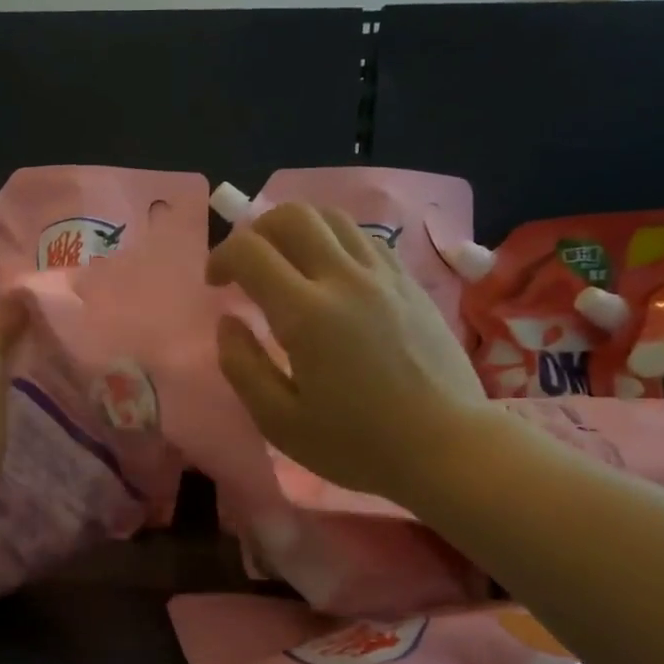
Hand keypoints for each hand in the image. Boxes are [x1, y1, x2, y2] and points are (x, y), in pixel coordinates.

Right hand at [208, 202, 493, 503]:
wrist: (447, 447)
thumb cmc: (357, 444)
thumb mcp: (279, 422)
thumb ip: (242, 366)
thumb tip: (228, 322)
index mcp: (306, 314)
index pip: (251, 252)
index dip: (222, 258)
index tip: (215, 284)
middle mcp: (345, 279)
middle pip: (292, 216)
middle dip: (257, 231)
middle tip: (248, 267)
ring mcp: (384, 275)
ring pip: (332, 217)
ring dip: (297, 230)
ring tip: (288, 265)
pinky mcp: (410, 282)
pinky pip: (364, 238)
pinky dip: (334, 241)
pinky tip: (331, 276)